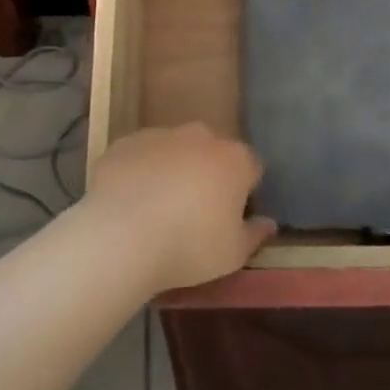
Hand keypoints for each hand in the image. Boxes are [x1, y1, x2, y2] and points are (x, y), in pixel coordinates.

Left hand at [84, 124, 273, 292]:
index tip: (231, 216)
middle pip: (213, 152)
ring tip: (157, 208)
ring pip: (175, 150)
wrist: (120, 236)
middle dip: (208, 174)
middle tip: (195, 212)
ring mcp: (160, 135)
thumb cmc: (189, 246)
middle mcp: (200, 137)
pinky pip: (140, 156)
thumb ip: (255, 234)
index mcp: (234, 159)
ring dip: (173, 170)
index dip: (244, 192)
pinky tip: (129, 201)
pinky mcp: (124, 144)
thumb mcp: (233, 254)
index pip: (251, 168)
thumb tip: (269, 223)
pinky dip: (139, 172)